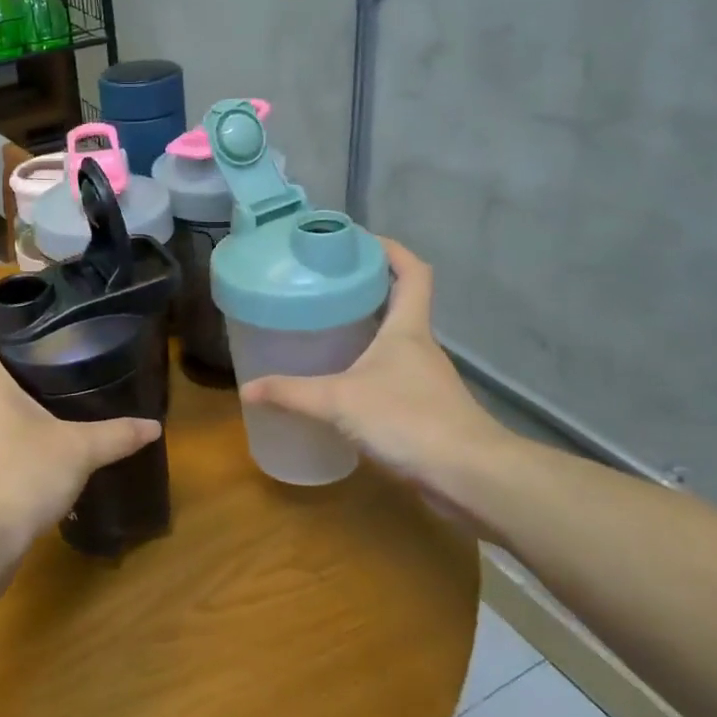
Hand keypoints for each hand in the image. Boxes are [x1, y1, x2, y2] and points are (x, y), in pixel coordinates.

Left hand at [0, 292, 160, 560]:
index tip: (1, 295)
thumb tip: (153, 426)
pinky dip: (13, 423)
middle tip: (46, 337)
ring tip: (50, 383)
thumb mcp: (77, 451)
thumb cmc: (19, 475)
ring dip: (10, 387)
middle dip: (6, 345)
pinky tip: (43, 436)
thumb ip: (115, 435)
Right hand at [239, 240, 517, 527]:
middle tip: (323, 285)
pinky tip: (340, 383)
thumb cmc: (409, 420)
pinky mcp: (423, 409)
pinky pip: (390, 374)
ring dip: (366, 330)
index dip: (391, 249)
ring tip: (323, 328)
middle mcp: (419, 346)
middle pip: (399, 302)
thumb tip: (247, 390)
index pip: (412, 272)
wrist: (469, 475)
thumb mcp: (340, 401)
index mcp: (407, 328)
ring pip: (394, 340)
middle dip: (366, 288)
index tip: (358, 241)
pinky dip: (367, 368)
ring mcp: (424, 378)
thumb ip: (292, 394)